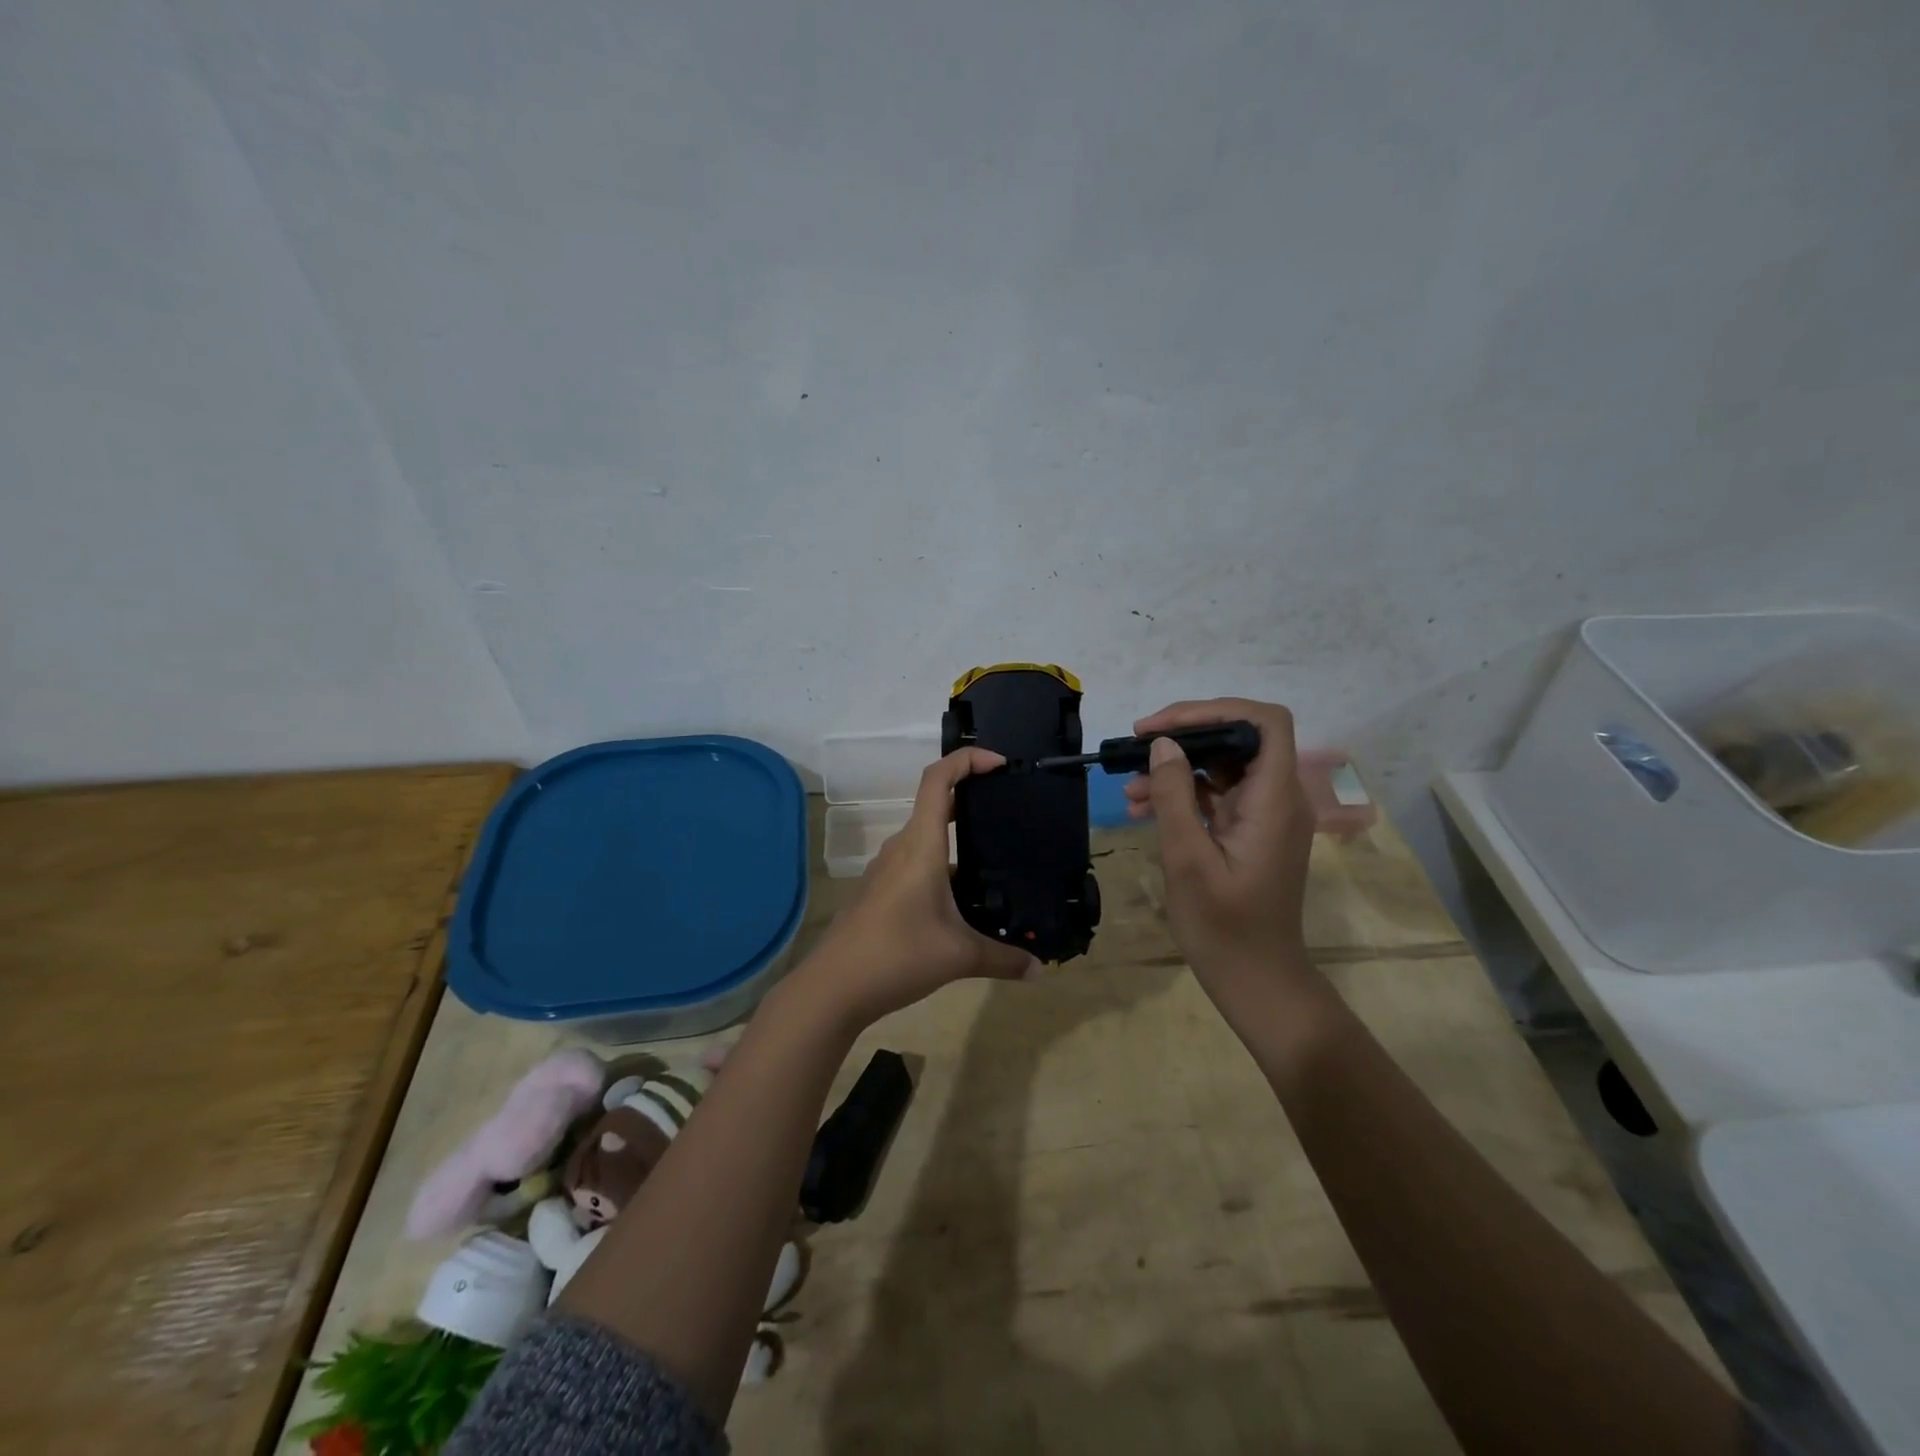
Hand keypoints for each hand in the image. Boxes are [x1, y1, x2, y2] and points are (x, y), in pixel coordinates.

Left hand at [801, 747, 1038, 1025]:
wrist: (834, 987)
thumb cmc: (898, 955)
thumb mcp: (959, 956)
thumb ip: (1003, 959)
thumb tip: (1039, 971)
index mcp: (921, 845)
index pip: (938, 779)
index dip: (967, 760)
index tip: (1000, 765)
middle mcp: (902, 848)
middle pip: (935, 804)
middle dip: (971, 798)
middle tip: (1009, 809)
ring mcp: (887, 869)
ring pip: (926, 838)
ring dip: (957, 839)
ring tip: (995, 858)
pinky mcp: (881, 890)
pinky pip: (917, 863)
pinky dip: (942, 865)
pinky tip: (963, 898)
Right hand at [1122, 698, 1314, 979]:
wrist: (1255, 980)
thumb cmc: (1224, 926)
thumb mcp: (1188, 859)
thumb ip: (1175, 797)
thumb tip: (1163, 745)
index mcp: (1274, 800)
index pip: (1265, 723)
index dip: (1215, 710)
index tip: (1164, 727)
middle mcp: (1277, 798)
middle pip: (1239, 739)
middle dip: (1185, 737)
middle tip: (1136, 747)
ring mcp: (1265, 815)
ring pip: (1222, 766)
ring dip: (1177, 769)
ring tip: (1129, 788)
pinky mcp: (1250, 831)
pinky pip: (1217, 795)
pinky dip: (1182, 794)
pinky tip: (1142, 808)